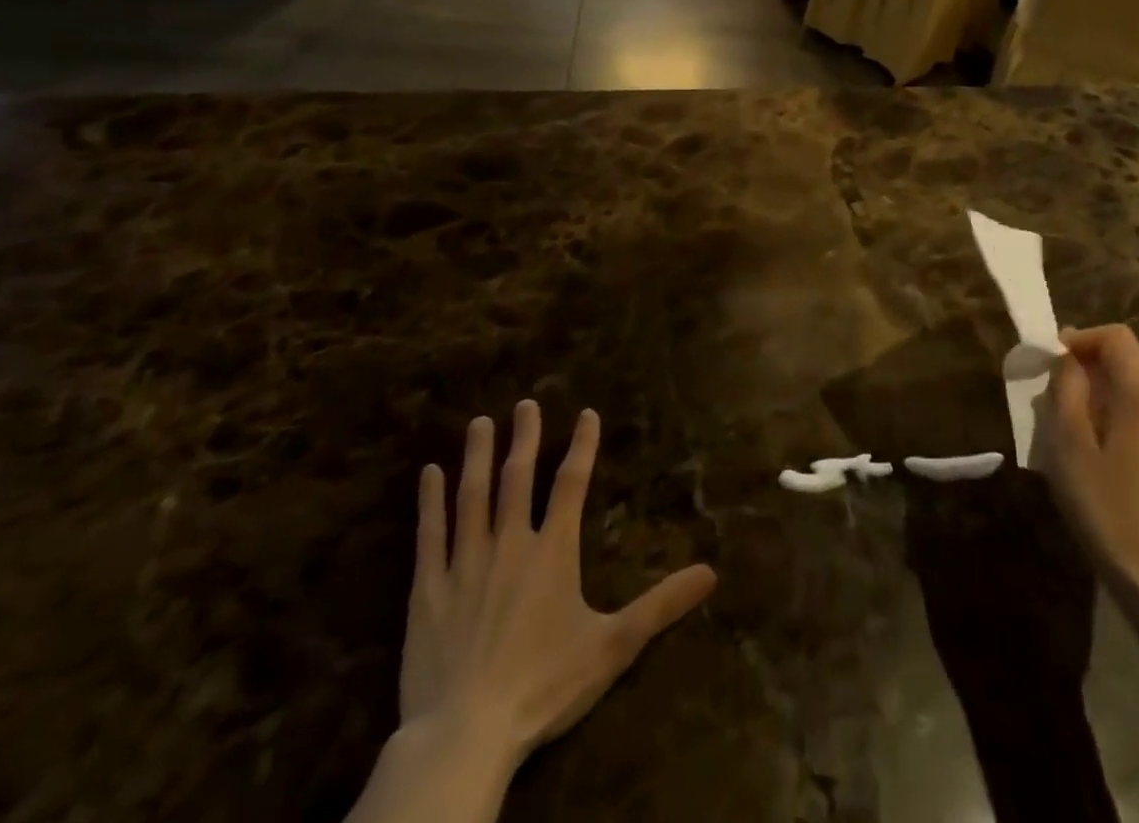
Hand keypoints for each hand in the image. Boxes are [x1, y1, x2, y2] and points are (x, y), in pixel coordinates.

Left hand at [383, 404, 716, 819]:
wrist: (465, 734)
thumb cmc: (544, 686)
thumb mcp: (613, 646)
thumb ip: (661, 605)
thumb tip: (711, 573)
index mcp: (552, 552)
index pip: (572, 484)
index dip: (583, 446)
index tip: (587, 413)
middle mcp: (509, 544)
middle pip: (517, 478)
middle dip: (524, 438)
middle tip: (525, 403)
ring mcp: (464, 564)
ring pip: (471, 496)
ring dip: (477, 456)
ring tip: (480, 422)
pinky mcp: (427, 590)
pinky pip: (429, 535)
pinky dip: (429, 501)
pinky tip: (428, 474)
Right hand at [1041, 325, 1138, 607]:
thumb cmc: (1110, 509)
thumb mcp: (1068, 445)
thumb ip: (1066, 389)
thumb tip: (1070, 361)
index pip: (1115, 337)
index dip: (1080, 340)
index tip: (1052, 363)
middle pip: (1134, 360)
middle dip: (1095, 368)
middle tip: (1061, 399)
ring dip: (1114, 393)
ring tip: (1085, 429)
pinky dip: (1136, 416)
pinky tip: (1118, 456)